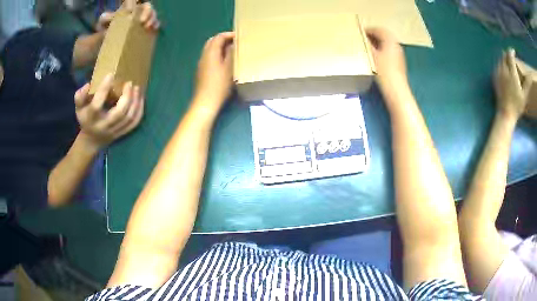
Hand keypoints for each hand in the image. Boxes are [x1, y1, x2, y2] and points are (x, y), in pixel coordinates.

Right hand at [75, 74, 143, 148]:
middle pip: (119, 113)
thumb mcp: (79, 108)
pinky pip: (134, 123)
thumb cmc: (85, 119)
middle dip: (127, 97)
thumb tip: (88, 85)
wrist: (92, 140)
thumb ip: (80, 96)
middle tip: (129, 83)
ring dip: (135, 102)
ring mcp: (114, 131)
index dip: (103, 89)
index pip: (96, 105)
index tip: (111, 74)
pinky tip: (140, 99)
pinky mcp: (122, 133)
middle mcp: (103, 126)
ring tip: (137, 88)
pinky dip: (139, 110)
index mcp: (91, 118)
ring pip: (129, 118)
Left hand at [95, 0, 159, 32]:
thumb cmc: (105, 30)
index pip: (132, 0)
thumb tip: (107, 16)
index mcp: (128, 8)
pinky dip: (155, 25)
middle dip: (147, 12)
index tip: (130, 11)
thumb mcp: (102, 23)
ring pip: (152, 14)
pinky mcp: (145, 29)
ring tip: (147, 26)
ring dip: (152, 19)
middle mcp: (137, 11)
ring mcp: (142, 20)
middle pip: (147, 6)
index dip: (133, 2)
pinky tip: (153, 29)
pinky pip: (154, 24)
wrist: (107, 43)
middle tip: (142, 21)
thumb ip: (104, 19)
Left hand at [192, 32, 234, 114]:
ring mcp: (201, 63)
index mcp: (211, 53)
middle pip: (212, 41)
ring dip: (220, 46)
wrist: (205, 102)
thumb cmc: (219, 85)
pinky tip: (224, 61)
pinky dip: (217, 54)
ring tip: (232, 50)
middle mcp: (204, 55)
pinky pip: (209, 56)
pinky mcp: (201, 71)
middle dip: (223, 39)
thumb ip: (231, 53)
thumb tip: (233, 44)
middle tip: (235, 42)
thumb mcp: (229, 68)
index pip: (219, 37)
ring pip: (210, 49)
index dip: (229, 34)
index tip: (240, 37)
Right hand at [365, 28, 406, 86]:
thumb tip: (364, 38)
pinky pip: (390, 50)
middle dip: (374, 35)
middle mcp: (396, 44)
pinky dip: (382, 49)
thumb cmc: (384, 71)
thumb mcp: (372, 55)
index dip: (369, 30)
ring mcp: (399, 53)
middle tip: (363, 37)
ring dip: (378, 42)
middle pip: (385, 35)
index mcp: (390, 40)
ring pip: (387, 43)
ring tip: (368, 46)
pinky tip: (376, 55)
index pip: (379, 30)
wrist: (396, 88)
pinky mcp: (399, 61)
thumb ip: (368, 45)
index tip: (360, 31)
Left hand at [494, 49, 531, 118]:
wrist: (506, 113)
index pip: (510, 56)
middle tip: (511, 55)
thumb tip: (529, 77)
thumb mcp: (524, 96)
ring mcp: (498, 73)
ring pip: (499, 59)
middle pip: (504, 56)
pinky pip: (496, 66)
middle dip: (507, 54)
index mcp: (512, 73)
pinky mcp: (494, 78)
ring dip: (503, 57)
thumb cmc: (517, 106)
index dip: (511, 52)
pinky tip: (503, 67)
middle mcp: (504, 70)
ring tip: (507, 60)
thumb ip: (527, 84)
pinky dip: (500, 63)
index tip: (513, 51)